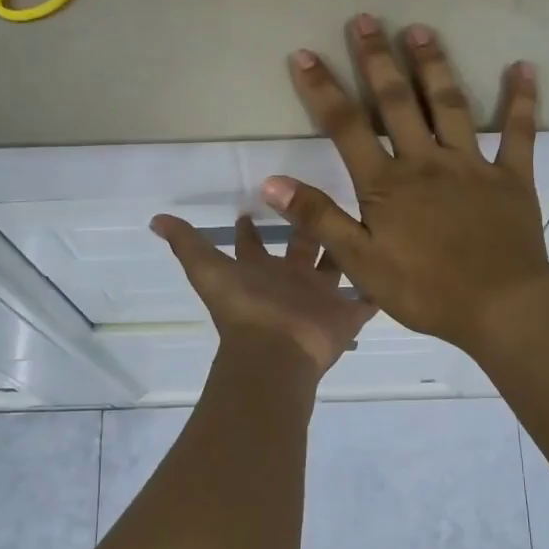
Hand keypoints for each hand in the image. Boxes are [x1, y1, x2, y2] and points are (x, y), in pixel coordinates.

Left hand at [150, 213, 376, 376]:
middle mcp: (290, 282)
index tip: (258, 202)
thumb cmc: (244, 309)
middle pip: (301, 248)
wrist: (275, 353)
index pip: (254, 244)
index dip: (251, 228)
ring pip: (337, 267)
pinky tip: (393, 265)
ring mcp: (320, 299)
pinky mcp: (346, 315)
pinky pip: (367, 300)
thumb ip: (186, 243)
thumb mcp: (208, 270)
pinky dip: (378, 289)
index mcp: (259, 271)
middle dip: (307, 225)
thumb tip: (155, 219)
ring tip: (364, 219)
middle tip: (321, 195)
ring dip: (346, 248)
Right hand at [262, 14, 548, 354]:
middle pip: (397, 102)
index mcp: (387, 184)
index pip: (346, 127)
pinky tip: (523, 67)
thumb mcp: (360, 262)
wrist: (501, 306)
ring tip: (420, 29)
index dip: (322, 89)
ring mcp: (472, 166)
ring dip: (434, 65)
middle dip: (377, 59)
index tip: (303, 54)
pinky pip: (519, 133)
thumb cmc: (425, 290)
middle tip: (365, 18)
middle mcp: (426, 162)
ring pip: (451, 105)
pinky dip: (522, 100)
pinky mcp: (512, 178)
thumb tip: (272, 182)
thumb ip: (319, 219)